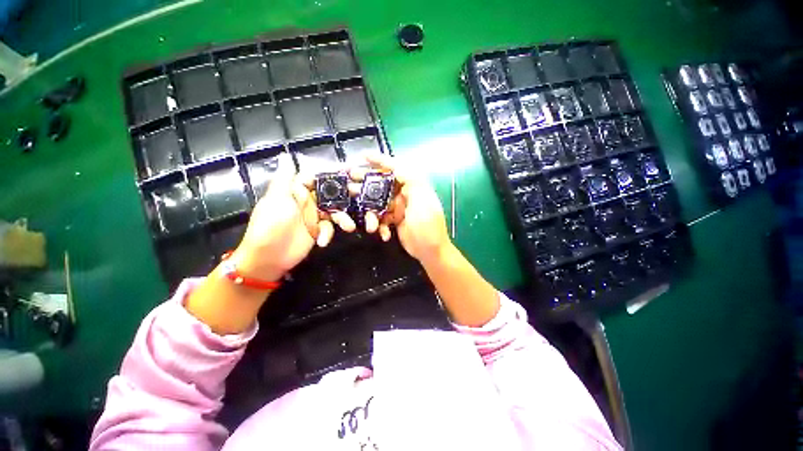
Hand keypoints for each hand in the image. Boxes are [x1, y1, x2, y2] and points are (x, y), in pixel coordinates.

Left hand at [233, 153, 355, 280]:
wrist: (267, 258)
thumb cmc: (269, 226)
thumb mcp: (276, 200)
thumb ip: (285, 179)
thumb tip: (284, 155)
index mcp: (297, 190)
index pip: (318, 176)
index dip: (333, 171)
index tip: (350, 168)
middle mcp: (307, 201)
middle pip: (330, 193)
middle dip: (345, 193)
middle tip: (359, 192)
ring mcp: (313, 216)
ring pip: (334, 211)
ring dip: (342, 218)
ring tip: (349, 226)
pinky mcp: (317, 230)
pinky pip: (329, 227)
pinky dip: (328, 233)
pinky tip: (322, 241)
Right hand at [351, 155, 450, 262]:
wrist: (431, 251)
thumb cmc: (429, 226)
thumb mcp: (423, 201)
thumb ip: (412, 181)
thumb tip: (398, 166)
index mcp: (414, 186)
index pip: (396, 168)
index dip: (380, 160)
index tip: (364, 156)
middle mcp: (405, 194)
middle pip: (383, 184)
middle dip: (366, 182)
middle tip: (349, 181)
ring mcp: (399, 207)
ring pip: (379, 202)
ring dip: (371, 211)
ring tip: (369, 222)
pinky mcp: (395, 219)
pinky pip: (381, 217)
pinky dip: (379, 224)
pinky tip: (383, 233)